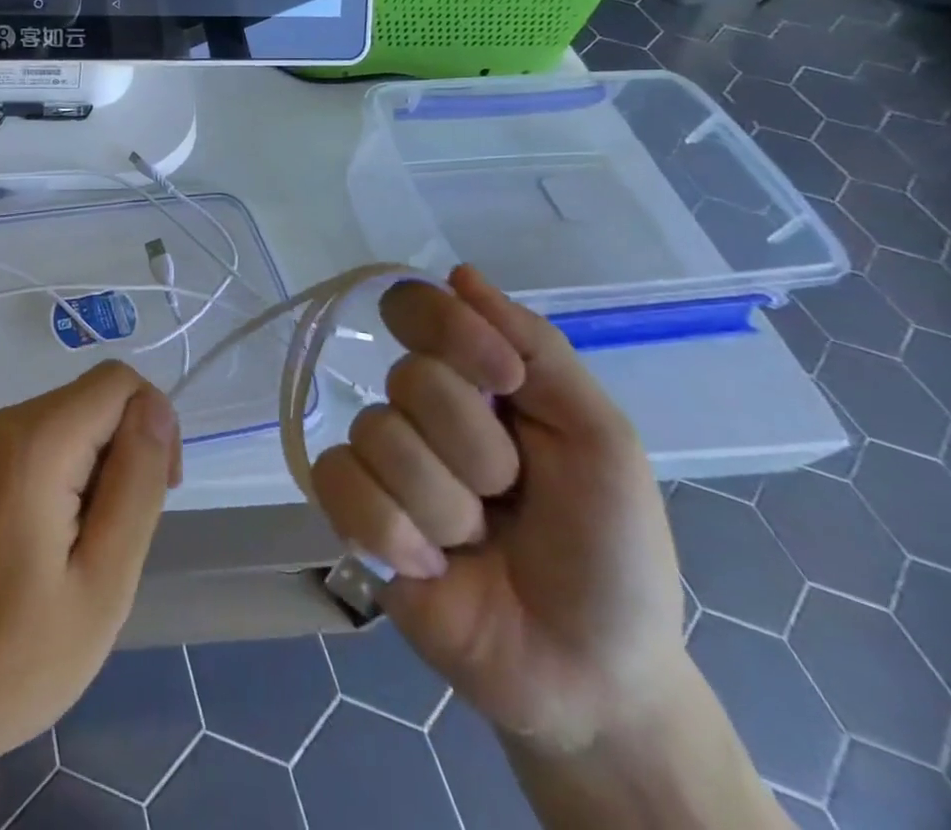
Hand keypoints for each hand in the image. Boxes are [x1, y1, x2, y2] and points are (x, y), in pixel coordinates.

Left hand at [0, 360, 181, 787]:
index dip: (154, 425)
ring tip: (84, 548)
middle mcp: (2, 422)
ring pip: (72, 419)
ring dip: (97, 468)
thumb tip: (156, 407)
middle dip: (125, 451)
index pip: (118, 382)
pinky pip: (43, 440)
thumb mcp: (103, 581)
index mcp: (33, 441)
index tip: (155, 496)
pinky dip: (67, 475)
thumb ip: (136, 483)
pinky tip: (54, 539)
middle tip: (116, 540)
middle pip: (94, 399)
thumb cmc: (15, 658)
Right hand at [312, 265, 686, 753]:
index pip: (416, 307)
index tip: (503, 379)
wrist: (591, 676)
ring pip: (378, 437)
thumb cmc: (611, 553)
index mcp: (473, 381)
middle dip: (476, 451)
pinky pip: (339, 484)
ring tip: (475, 544)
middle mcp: (417, 409)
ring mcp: (379, 460)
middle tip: (510, 497)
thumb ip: (538, 350)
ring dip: (445, 505)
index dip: (450, 332)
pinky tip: (429, 565)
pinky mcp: (349, 512)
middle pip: (409, 379)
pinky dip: (392, 531)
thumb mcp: (601, 441)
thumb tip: (459, 273)